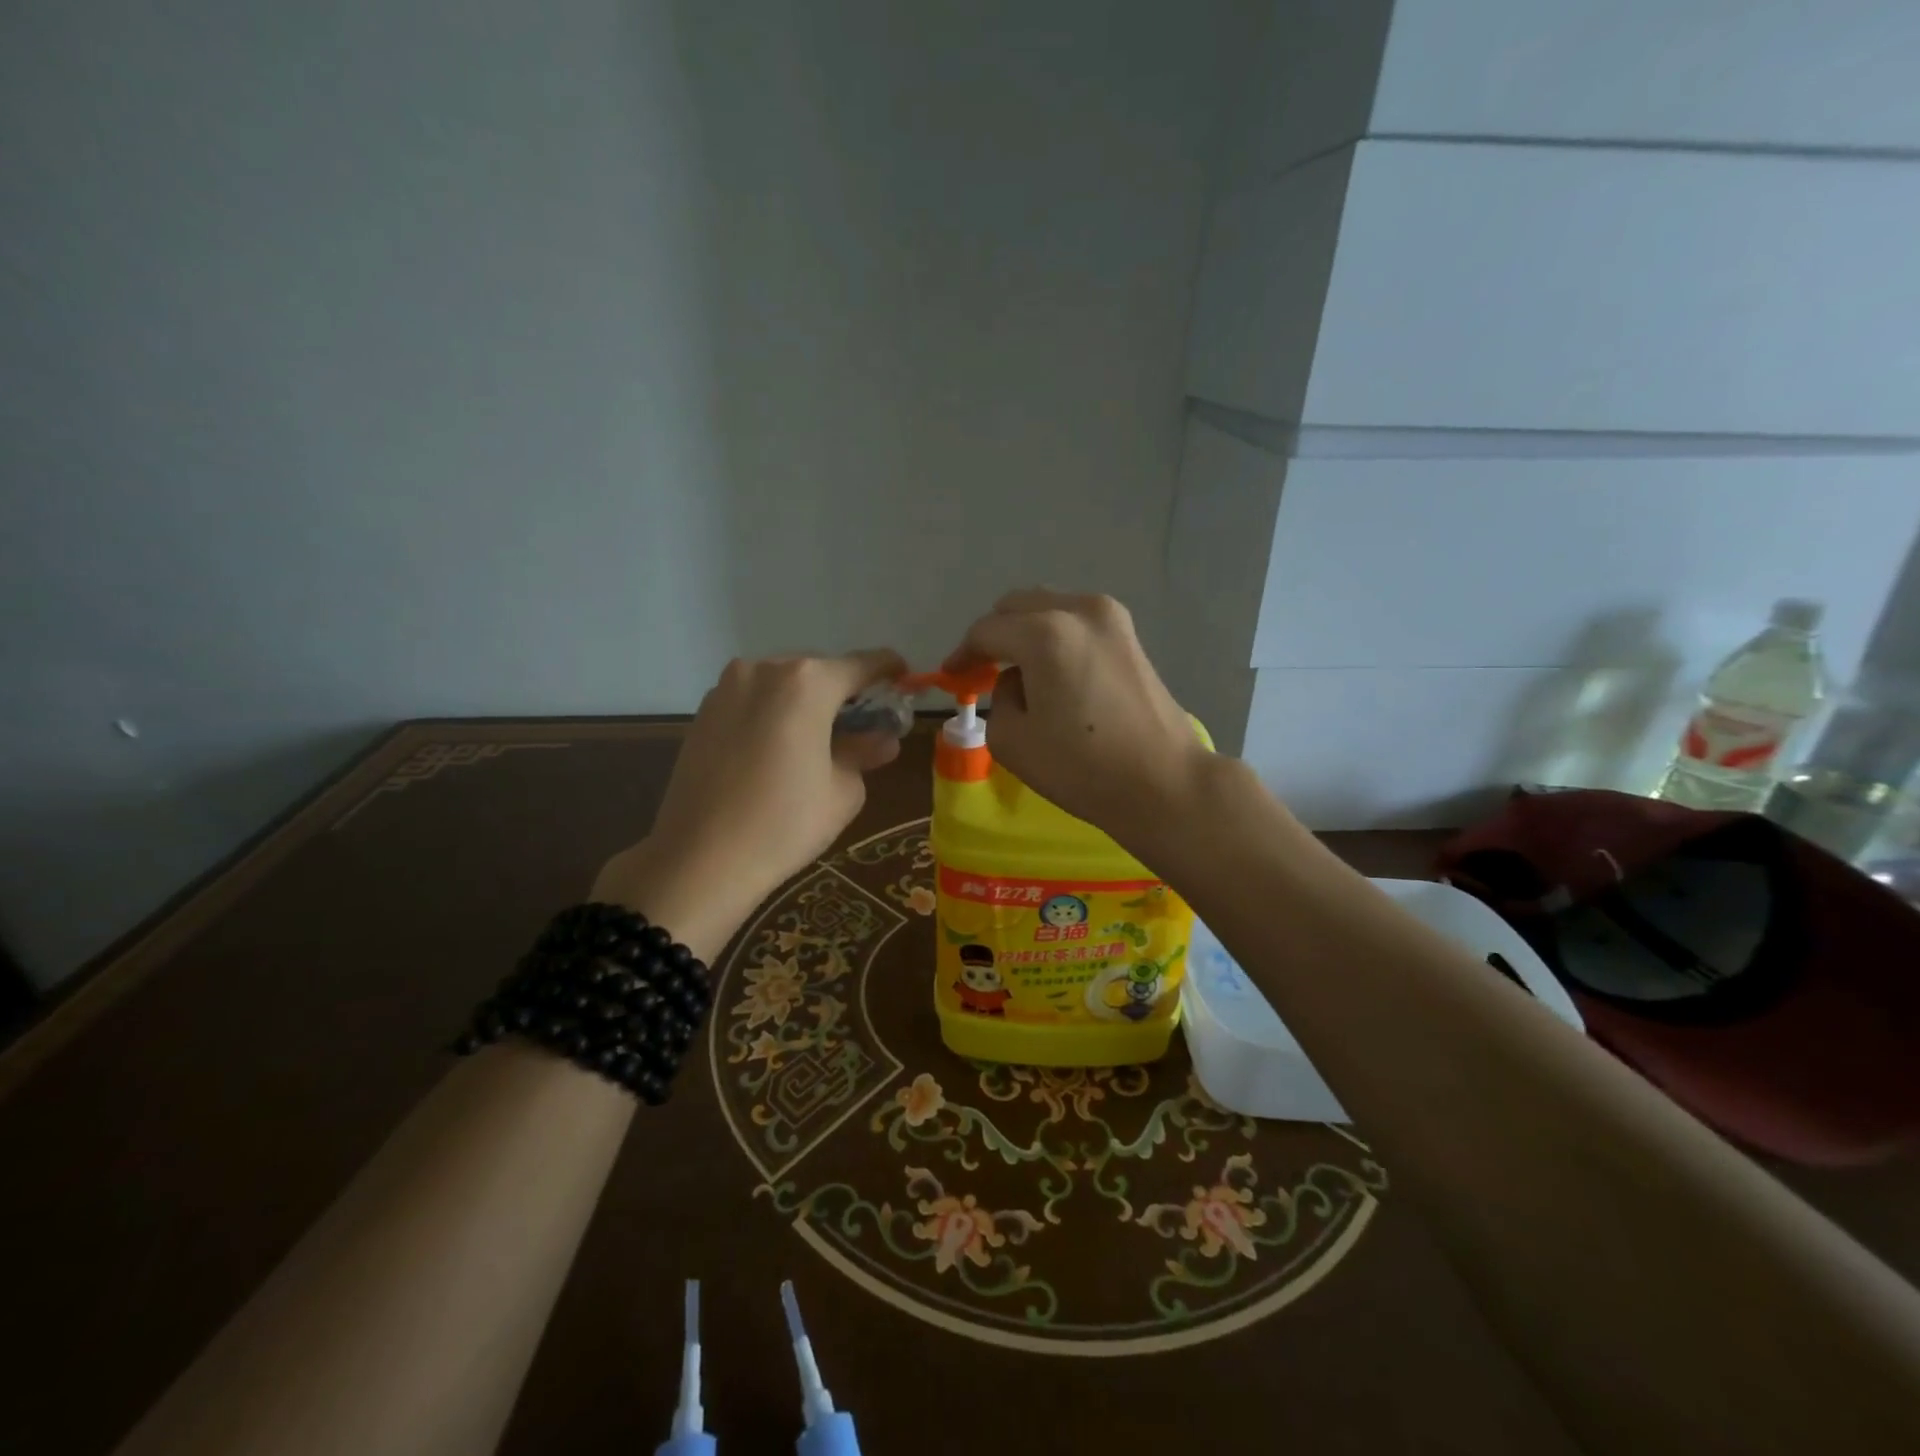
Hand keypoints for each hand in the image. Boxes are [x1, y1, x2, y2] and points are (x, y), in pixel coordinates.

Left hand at [593, 648, 905, 955]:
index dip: (890, 672)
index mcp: (808, 682)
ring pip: (784, 684)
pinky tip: (781, 749)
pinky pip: (755, 700)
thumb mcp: (843, 790)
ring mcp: (728, 687)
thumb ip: (865, 752)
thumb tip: (882, 739)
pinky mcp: (704, 711)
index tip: (905, 682)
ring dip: (808, 702)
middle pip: (821, 671)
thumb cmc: (785, 823)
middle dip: (846, 693)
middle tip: (864, 725)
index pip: (864, 665)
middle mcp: (765, 669)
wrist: (699, 860)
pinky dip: (776, 713)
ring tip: (821, 740)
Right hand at [944, 590, 1210, 846]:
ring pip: (1048, 607)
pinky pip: (1075, 620)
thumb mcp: (1012, 740)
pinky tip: (1051, 670)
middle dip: (994, 635)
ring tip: (1017, 670)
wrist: (1163, 782)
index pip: (987, 631)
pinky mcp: (1130, 634)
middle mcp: (1078, 610)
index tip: (952, 676)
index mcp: (1045, 633)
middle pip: (1017, 606)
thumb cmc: (1082, 768)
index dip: (963, 654)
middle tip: (981, 670)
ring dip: (1025, 631)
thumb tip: (1018, 680)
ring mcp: (1111, 616)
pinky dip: (1054, 636)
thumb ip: (999, 697)